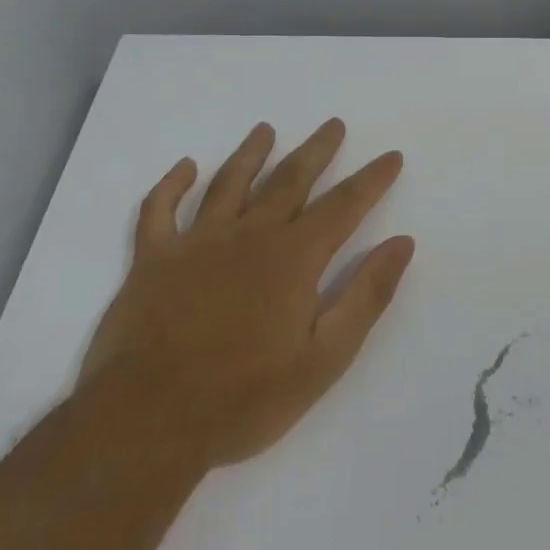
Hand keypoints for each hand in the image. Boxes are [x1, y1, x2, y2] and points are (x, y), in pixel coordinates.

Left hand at [81, 120, 415, 467]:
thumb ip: (366, 297)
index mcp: (293, 257)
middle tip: (334, 124)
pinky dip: (171, 186)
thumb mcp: (324, 359)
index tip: (392, 156)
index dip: (372, 179)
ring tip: (265, 129)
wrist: (147, 425)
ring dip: (251, 153)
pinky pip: (159, 211)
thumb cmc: (243, 399)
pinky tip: (185, 167)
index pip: (344, 205)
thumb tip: (402, 244)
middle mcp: (249, 235)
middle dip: (317, 150)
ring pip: (229, 183)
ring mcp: (197, 243)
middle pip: (290, 179)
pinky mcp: (152, 260)